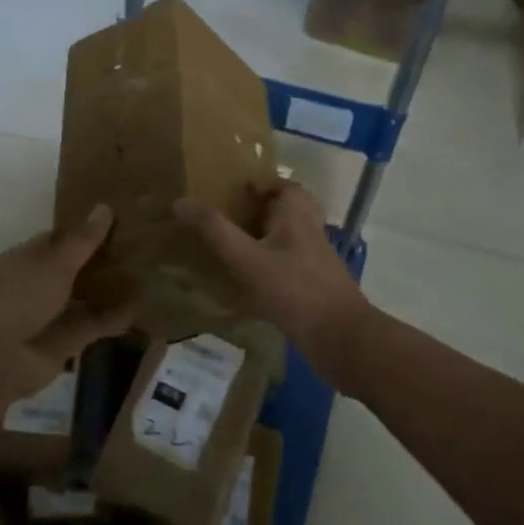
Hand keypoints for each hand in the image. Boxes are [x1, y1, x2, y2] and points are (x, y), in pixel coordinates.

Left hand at [0, 204, 133, 402]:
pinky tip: (142, 307)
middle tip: (143, 246)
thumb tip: (105, 206)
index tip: (119, 221)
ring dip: (112, 289)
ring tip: (149, 275)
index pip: (60, 239)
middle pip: (76, 268)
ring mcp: (52, 314)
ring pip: (87, 297)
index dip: (86, 231)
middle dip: (104, 260)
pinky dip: (115, 318)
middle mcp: (39, 283)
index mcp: (28, 257)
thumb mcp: (54, 261)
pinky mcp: (66, 342)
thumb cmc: (18, 295)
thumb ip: (83, 240)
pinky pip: (94, 325)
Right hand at [175, 182, 371, 383]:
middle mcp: (311, 232)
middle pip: (290, 209)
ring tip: (236, 245)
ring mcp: (317, 261)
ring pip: (291, 237)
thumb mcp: (247, 259)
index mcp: (297, 216)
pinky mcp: (318, 287)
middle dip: (263, 209)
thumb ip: (215, 231)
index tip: (232, 190)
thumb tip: (180, 202)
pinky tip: (252, 281)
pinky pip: (293, 264)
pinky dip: (274, 265)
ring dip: (268, 236)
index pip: (285, 185)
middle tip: (232, 216)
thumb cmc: (295, 291)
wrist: (343, 340)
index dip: (261, 183)